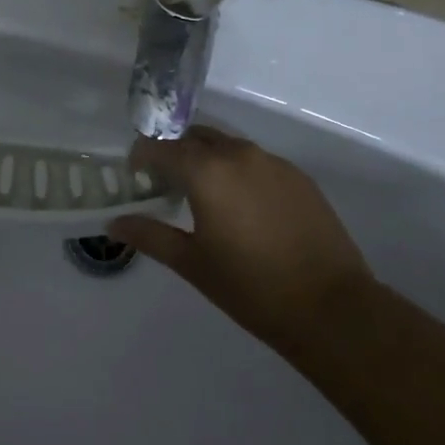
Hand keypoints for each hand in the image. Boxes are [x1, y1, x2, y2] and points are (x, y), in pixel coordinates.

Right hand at [108, 126, 378, 358]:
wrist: (330, 306)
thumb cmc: (250, 287)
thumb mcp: (192, 263)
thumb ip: (150, 235)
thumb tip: (114, 223)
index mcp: (207, 172)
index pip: (162, 147)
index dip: (142, 156)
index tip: (134, 173)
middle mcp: (239, 155)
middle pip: (196, 138)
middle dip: (175, 153)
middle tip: (165, 182)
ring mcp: (273, 163)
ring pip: (228, 147)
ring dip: (208, 160)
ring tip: (202, 194)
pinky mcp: (299, 177)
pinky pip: (256, 162)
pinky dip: (238, 171)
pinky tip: (241, 205)